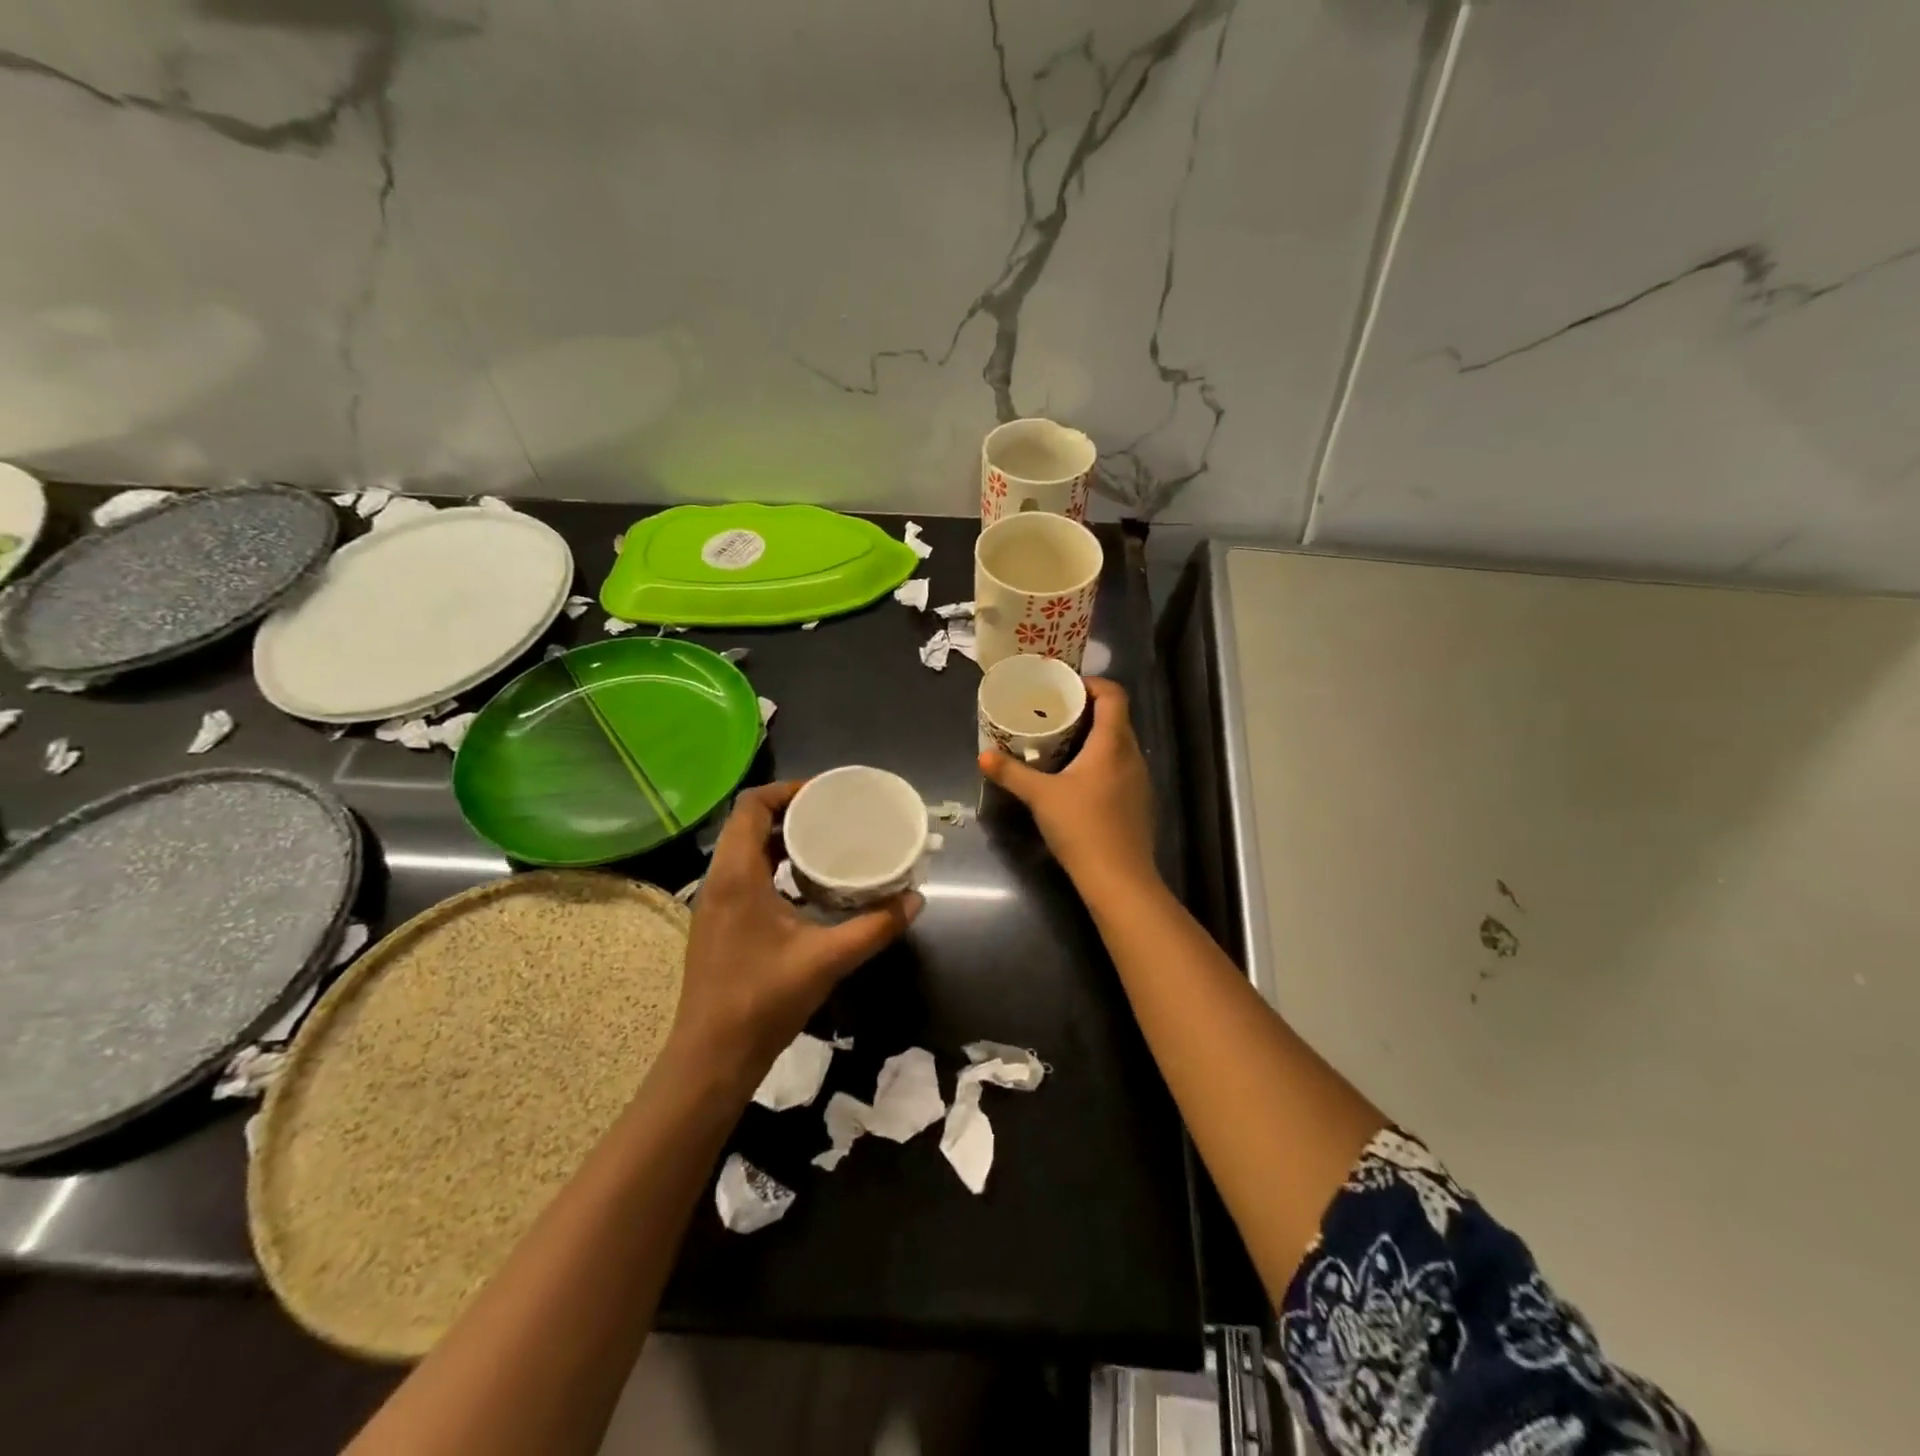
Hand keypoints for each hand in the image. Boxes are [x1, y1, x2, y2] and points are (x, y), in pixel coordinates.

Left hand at [670, 782, 921, 1082]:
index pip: (752, 806)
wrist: (712, 1057)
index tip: (825, 794)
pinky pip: (744, 876)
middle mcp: (719, 880)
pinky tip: (806, 888)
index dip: (787, 790)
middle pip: (748, 824)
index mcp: (737, 875)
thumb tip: (916, 899)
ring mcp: (714, 904)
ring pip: (744, 851)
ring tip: (825, 845)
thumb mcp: (828, 958)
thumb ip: (876, 926)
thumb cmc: (764, 999)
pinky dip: (773, 867)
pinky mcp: (718, 924)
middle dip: (790, 813)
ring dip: (781, 841)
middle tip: (833, 817)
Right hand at [979, 677, 1157, 891]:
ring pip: (1119, 744)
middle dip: (1088, 710)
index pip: (1114, 695)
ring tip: (1062, 742)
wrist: (1119, 879)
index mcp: (1113, 744)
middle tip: (1055, 713)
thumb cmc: (1081, 827)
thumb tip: (983, 756)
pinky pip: (1121, 767)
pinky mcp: (1139, 802)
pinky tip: (1078, 778)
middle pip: (1116, 718)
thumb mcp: (1040, 796)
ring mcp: (1140, 780)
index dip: (1092, 684)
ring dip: (1095, 737)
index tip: (1065, 688)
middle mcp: (1132, 755)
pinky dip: (1101, 761)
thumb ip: (1011, 773)